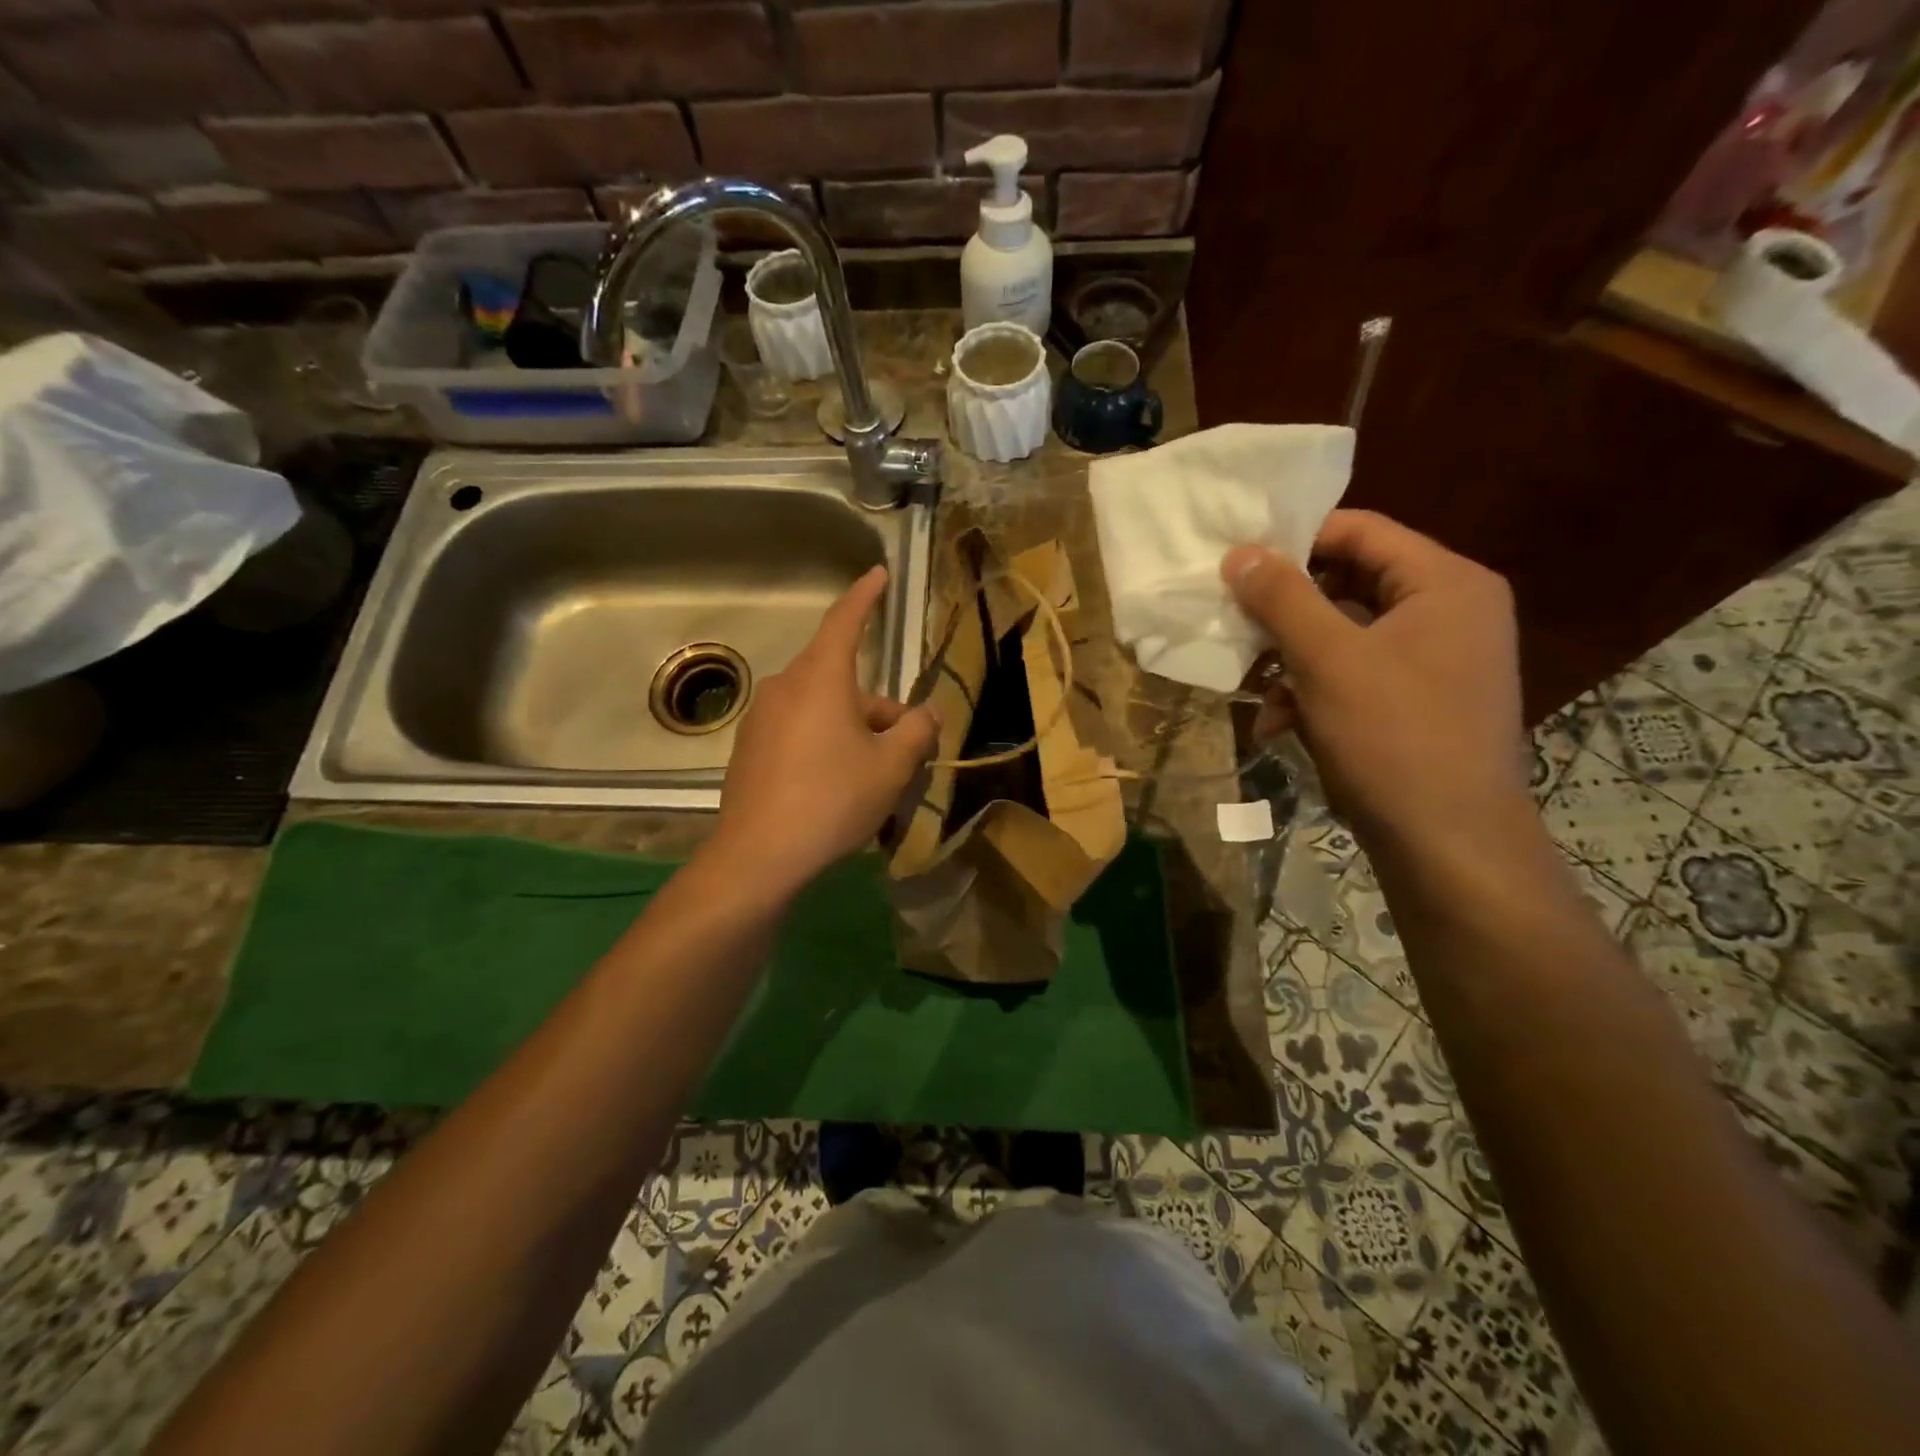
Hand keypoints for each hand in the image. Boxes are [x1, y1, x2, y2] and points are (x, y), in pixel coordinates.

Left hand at [710, 566, 938, 896]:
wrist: (759, 855)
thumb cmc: (833, 798)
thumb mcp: (891, 767)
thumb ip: (916, 732)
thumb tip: (928, 714)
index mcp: (821, 678)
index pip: (845, 621)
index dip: (866, 596)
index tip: (879, 574)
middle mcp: (786, 687)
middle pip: (842, 681)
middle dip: (878, 708)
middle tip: (909, 747)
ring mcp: (762, 718)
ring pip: (822, 709)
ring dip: (854, 730)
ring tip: (877, 776)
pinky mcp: (749, 748)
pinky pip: (799, 731)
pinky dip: (825, 744)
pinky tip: (837, 787)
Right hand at [1223, 510, 1528, 855]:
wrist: (1449, 843)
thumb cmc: (1392, 736)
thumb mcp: (1327, 659)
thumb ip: (1281, 597)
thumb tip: (1239, 552)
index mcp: (1445, 583)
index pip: (1360, 530)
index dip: (1294, 540)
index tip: (1236, 563)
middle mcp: (1450, 611)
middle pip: (1350, 584)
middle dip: (1287, 612)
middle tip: (1235, 624)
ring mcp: (1437, 660)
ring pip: (1346, 635)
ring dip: (1292, 660)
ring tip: (1255, 692)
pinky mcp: (1420, 702)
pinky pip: (1357, 675)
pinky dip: (1314, 692)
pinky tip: (1279, 726)